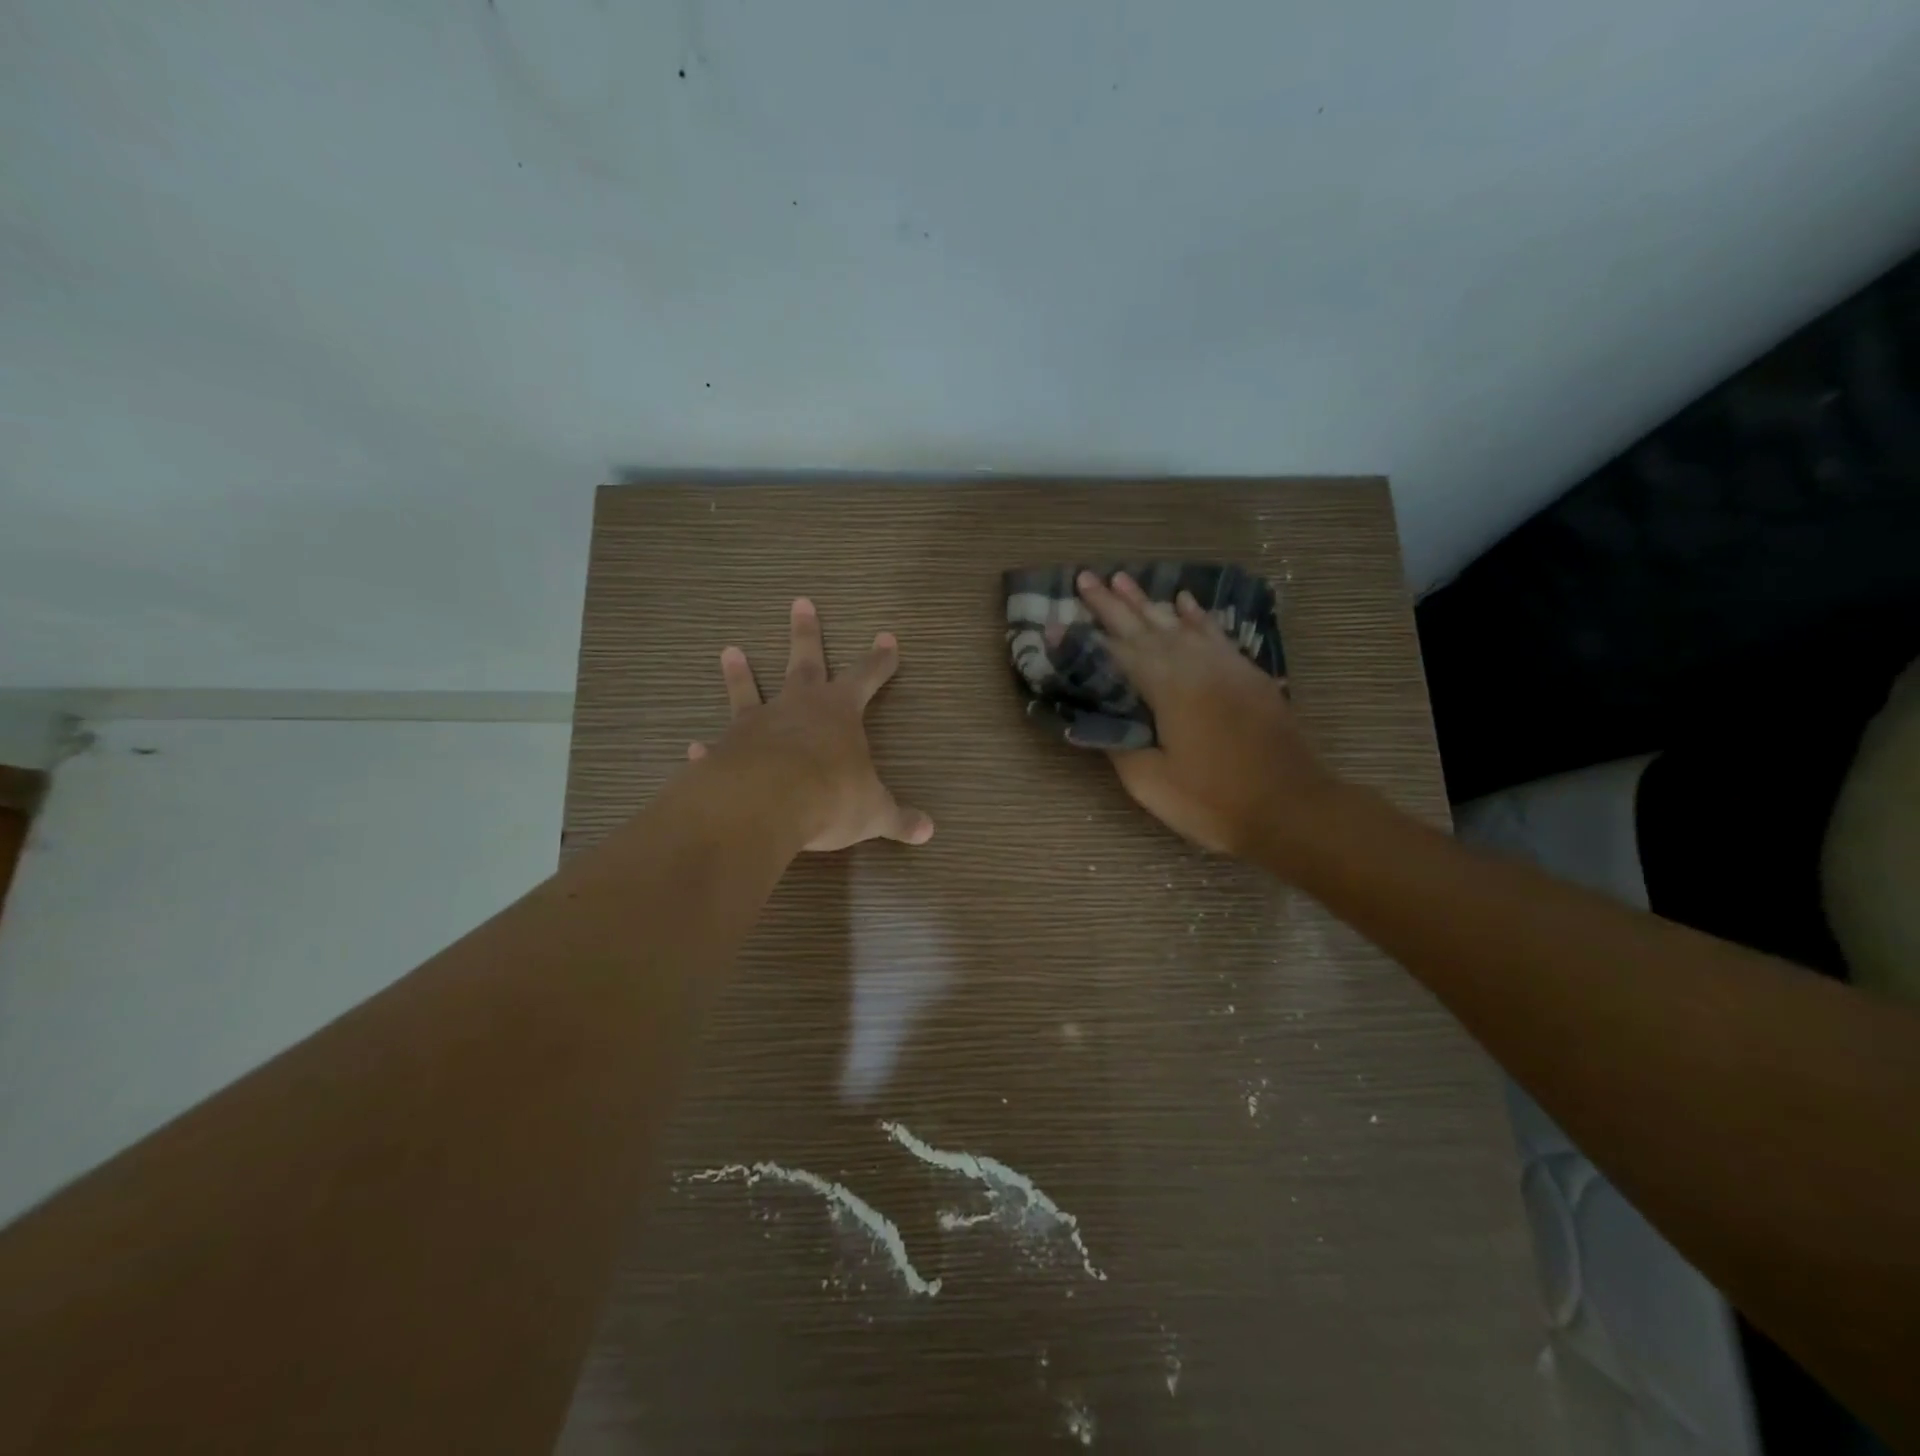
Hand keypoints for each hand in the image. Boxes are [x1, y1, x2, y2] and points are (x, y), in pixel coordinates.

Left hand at [687, 598, 934, 852]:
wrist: (765, 804)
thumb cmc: (830, 796)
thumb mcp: (873, 811)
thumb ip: (898, 818)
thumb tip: (929, 832)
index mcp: (839, 712)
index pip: (867, 676)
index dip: (880, 660)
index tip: (887, 638)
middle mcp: (797, 707)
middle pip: (805, 661)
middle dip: (807, 633)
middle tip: (801, 602)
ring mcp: (757, 724)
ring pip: (749, 689)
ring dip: (741, 672)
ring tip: (729, 650)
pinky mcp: (725, 749)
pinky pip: (718, 744)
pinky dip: (709, 747)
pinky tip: (695, 746)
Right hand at [1076, 570, 1335, 858]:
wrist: (1293, 808)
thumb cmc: (1214, 801)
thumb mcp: (1151, 783)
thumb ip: (1119, 745)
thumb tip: (1097, 720)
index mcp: (1167, 687)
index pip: (1115, 654)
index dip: (1084, 639)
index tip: (1056, 621)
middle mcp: (1194, 664)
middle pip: (1145, 627)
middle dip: (1111, 603)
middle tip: (1085, 577)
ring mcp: (1225, 665)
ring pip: (1178, 623)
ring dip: (1148, 602)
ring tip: (1123, 579)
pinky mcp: (1248, 675)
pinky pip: (1215, 633)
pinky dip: (1196, 616)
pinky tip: (1184, 601)